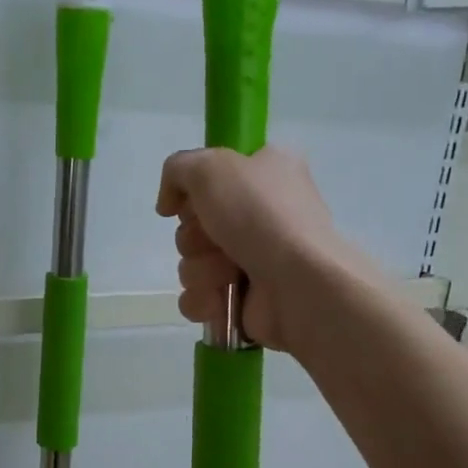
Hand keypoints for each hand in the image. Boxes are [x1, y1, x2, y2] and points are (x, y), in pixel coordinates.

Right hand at [157, 146, 344, 353]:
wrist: (299, 283)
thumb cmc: (260, 216)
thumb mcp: (211, 167)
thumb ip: (177, 169)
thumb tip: (168, 205)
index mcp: (267, 171)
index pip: (213, 175)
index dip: (195, 190)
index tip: (191, 201)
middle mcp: (262, 213)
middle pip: (195, 224)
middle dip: (194, 237)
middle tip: (214, 239)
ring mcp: (255, 259)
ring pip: (193, 262)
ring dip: (200, 269)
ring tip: (227, 273)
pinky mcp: (246, 300)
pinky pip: (200, 297)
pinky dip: (203, 300)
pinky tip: (219, 300)